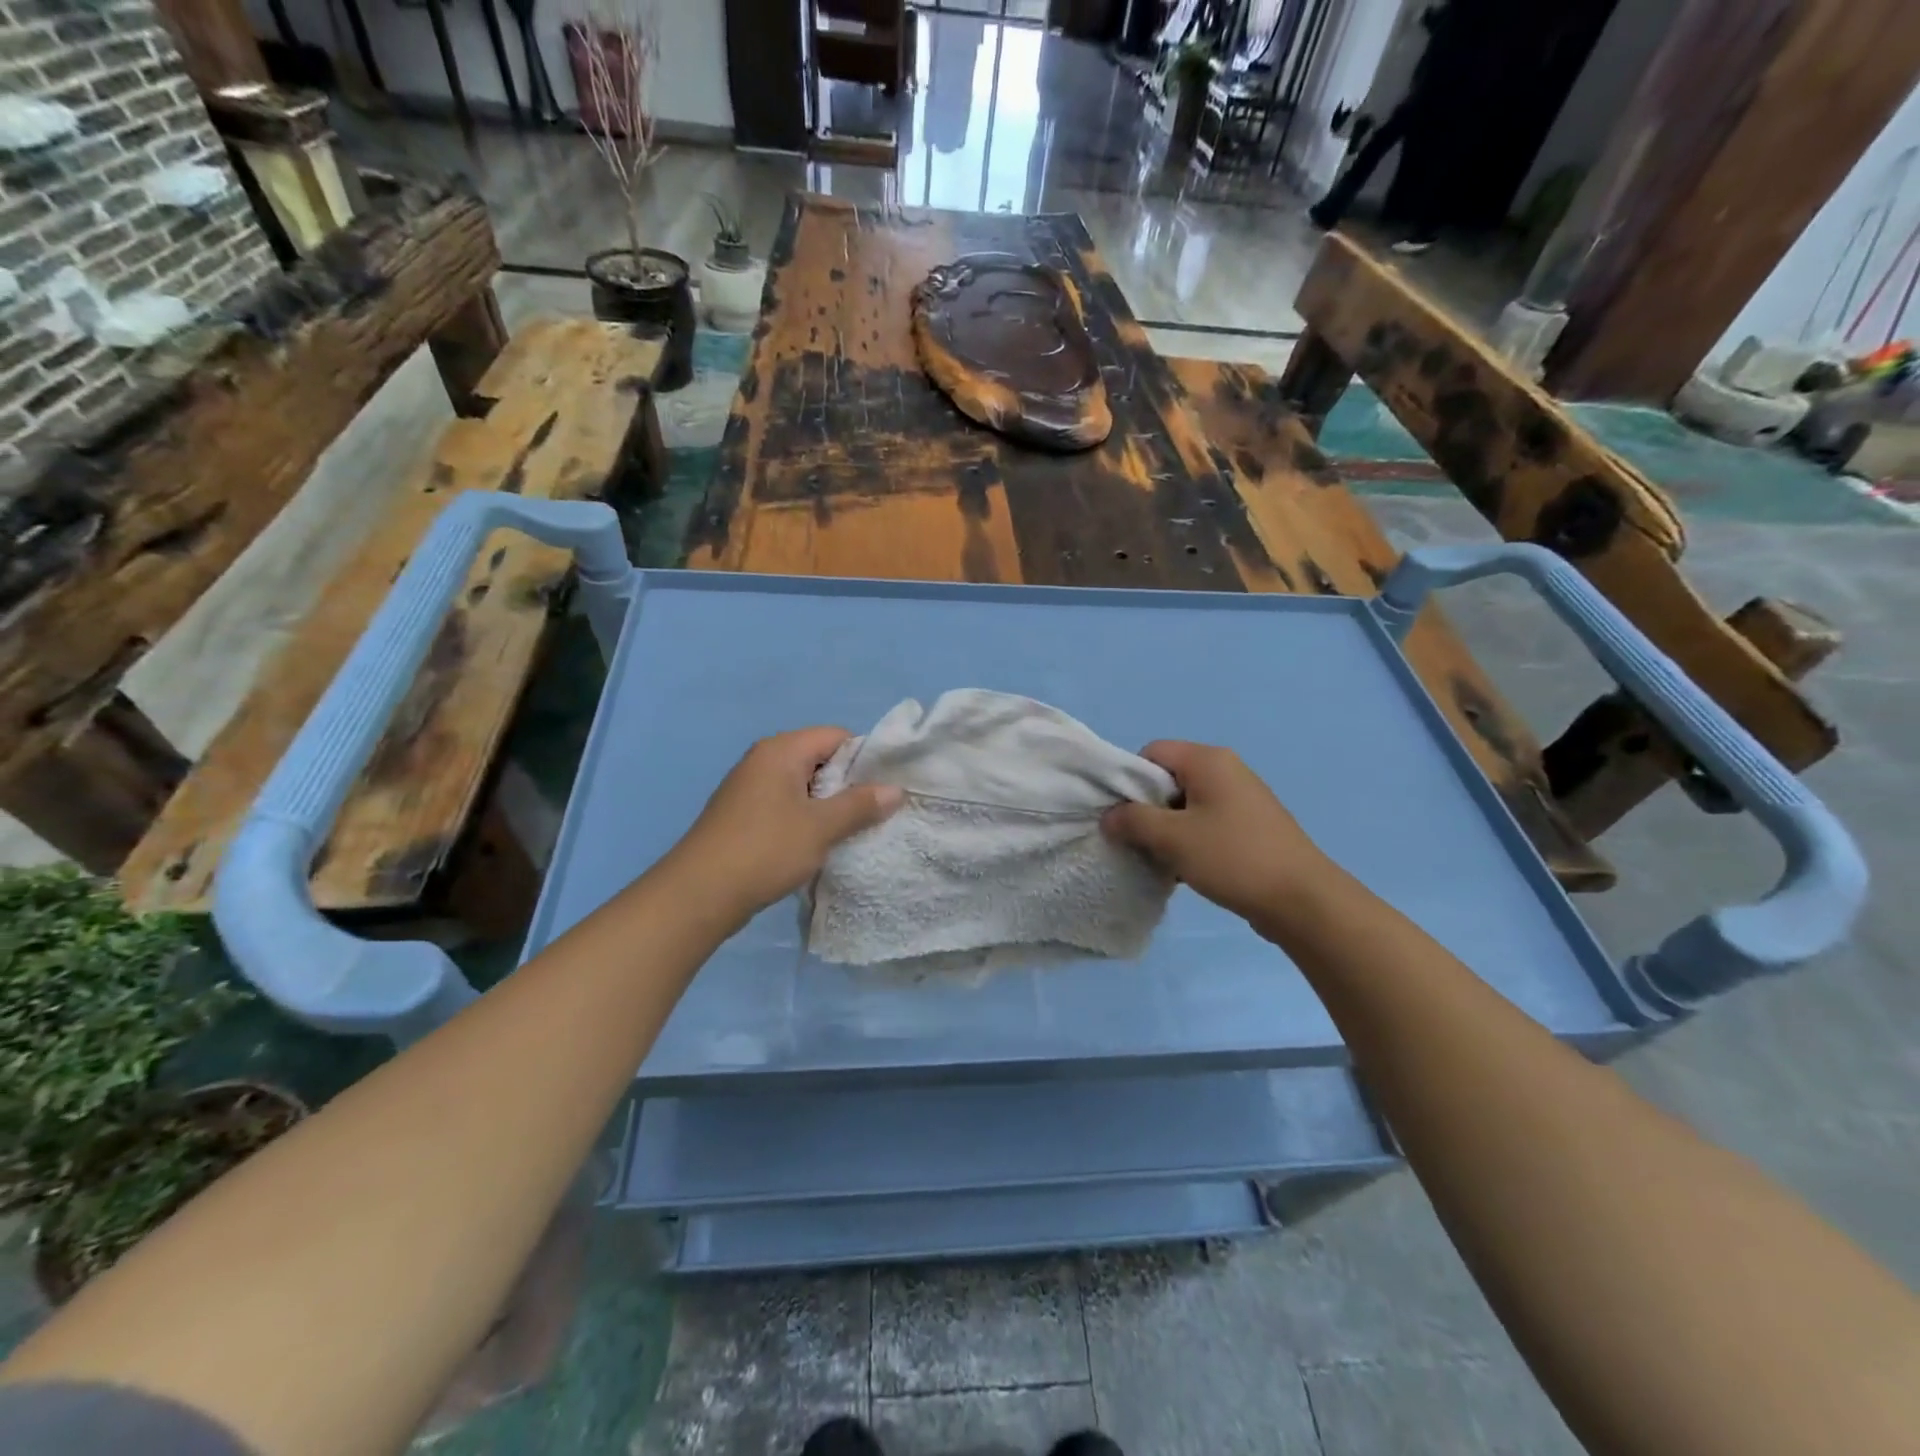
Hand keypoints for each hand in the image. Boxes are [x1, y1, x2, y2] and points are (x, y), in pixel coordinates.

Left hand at [670, 727, 903, 922]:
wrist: (699, 894)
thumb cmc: (765, 850)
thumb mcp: (821, 827)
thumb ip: (860, 805)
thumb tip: (895, 789)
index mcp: (781, 750)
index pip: (836, 736)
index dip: (864, 758)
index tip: (883, 788)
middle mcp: (763, 760)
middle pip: (819, 758)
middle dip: (848, 784)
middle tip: (872, 812)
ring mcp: (749, 787)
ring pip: (803, 785)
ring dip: (827, 805)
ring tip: (849, 830)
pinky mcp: (743, 814)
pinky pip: (785, 804)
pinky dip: (805, 818)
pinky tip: (816, 843)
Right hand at [1101, 741, 1332, 936]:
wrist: (1302, 900)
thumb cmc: (1232, 858)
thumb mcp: (1172, 838)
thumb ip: (1132, 821)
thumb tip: (1109, 816)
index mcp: (1208, 760)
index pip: (1152, 752)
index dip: (1130, 780)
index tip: (1124, 816)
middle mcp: (1227, 770)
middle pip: (1168, 778)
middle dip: (1147, 809)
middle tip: (1138, 841)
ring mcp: (1242, 798)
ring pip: (1186, 804)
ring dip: (1168, 830)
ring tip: (1161, 860)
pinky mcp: (1251, 825)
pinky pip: (1207, 822)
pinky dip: (1190, 841)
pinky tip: (1186, 870)